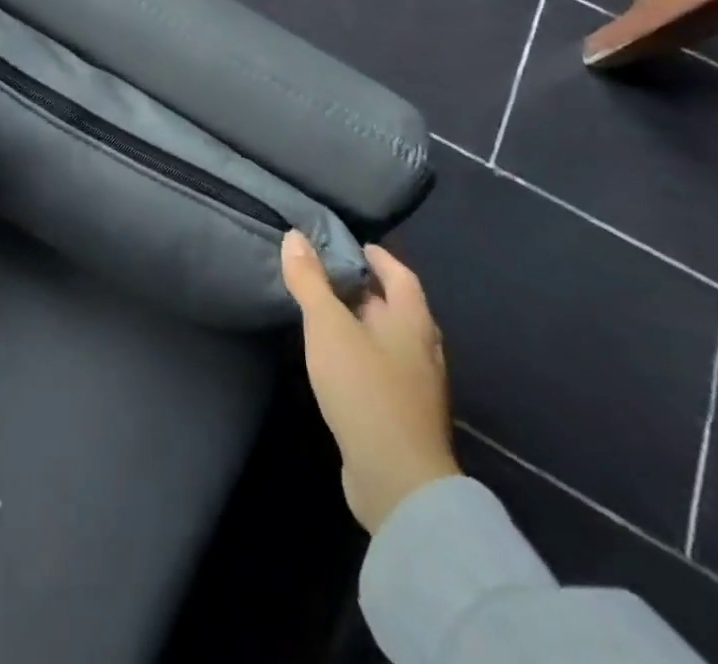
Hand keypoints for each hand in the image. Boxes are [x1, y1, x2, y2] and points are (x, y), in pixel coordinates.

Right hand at [280, 232, 458, 533]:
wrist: (397, 482)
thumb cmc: (364, 388)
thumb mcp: (328, 326)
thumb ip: (310, 281)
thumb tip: (295, 236)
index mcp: (413, 321)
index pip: (399, 274)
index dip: (377, 256)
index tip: (350, 245)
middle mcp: (423, 349)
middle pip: (396, 307)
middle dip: (365, 289)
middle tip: (328, 275)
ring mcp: (417, 387)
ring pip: (389, 341)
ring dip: (362, 324)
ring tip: (326, 314)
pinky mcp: (404, 417)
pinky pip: (383, 370)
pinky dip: (362, 355)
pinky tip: (337, 362)